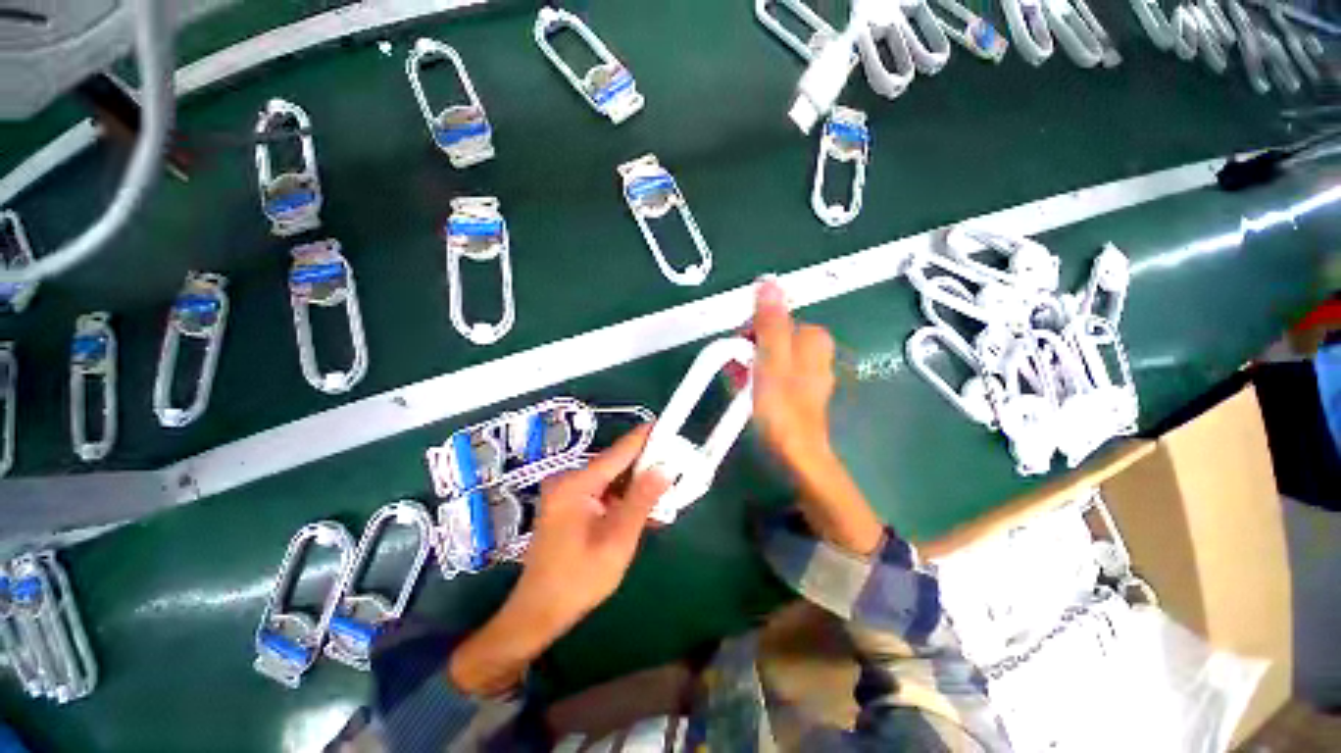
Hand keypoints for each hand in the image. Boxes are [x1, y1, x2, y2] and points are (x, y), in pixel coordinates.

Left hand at [448, 426, 669, 695]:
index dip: (646, 437)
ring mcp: (568, 493)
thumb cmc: (579, 578)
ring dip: (637, 487)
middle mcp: (569, 480)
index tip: (669, 426)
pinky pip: (603, 493)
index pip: (619, 451)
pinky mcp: (570, 505)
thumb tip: (665, 468)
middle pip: (616, 465)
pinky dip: (623, 499)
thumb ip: (642, 500)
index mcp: (577, 483)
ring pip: (612, 480)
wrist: (539, 612)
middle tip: (675, 470)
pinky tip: (643, 510)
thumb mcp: (618, 539)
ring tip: (665, 493)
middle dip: (646, 467)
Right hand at [752, 279, 838, 466]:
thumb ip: (769, 321)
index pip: (775, 318)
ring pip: (770, 356)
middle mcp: (815, 354)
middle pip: (772, 337)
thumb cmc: (782, 407)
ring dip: (750, 365)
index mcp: (813, 340)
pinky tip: (747, 393)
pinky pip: (773, 374)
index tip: (737, 349)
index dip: (750, 331)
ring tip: (738, 384)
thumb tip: (768, 282)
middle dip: (749, 350)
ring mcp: (807, 375)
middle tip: (737, 370)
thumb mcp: (771, 358)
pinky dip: (758, 379)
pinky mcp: (797, 392)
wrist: (795, 454)